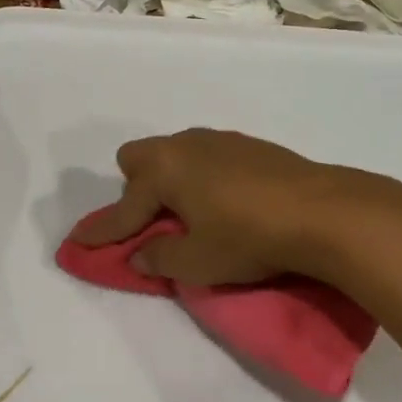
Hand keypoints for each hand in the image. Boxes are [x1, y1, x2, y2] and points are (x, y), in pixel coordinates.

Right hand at [72, 129, 362, 286]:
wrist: (322, 211)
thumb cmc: (249, 237)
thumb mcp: (198, 261)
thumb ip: (159, 258)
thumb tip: (140, 254)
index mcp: (164, 170)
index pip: (124, 208)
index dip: (102, 232)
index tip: (79, 244)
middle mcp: (185, 145)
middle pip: (140, 159)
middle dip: (136, 189)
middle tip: (153, 223)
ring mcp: (219, 140)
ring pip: (176, 153)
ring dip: (171, 181)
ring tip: (191, 213)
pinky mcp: (250, 144)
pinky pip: (206, 156)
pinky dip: (201, 177)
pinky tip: (226, 201)